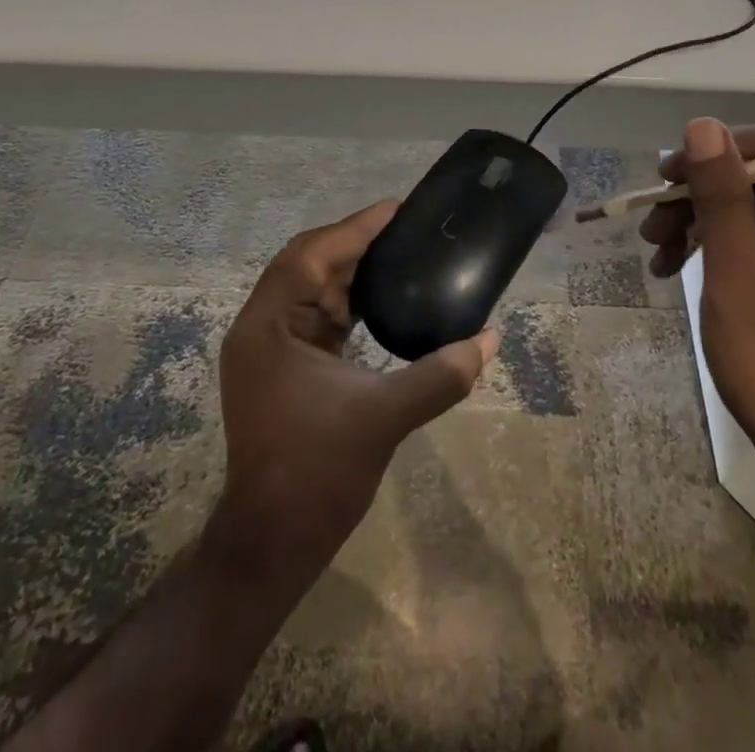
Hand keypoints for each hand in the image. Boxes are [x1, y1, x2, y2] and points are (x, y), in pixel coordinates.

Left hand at [211, 201, 497, 581]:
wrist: (272, 545)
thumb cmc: (316, 474)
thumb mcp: (384, 418)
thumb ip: (440, 374)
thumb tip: (491, 338)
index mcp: (269, 326)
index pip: (310, 255)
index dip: (355, 228)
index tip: (397, 208)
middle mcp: (263, 327)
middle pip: (308, 264)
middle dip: (355, 243)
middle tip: (406, 228)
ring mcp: (270, 350)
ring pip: (312, 289)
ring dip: (353, 270)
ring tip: (402, 252)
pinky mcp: (285, 369)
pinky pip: (317, 316)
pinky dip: (349, 301)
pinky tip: (383, 298)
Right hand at [642, 119, 754, 498]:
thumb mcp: (738, 277)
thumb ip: (722, 199)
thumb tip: (703, 126)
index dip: (716, 151)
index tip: (667, 179)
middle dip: (698, 193)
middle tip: (650, 223)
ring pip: (749, 205)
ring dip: (697, 219)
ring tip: (655, 252)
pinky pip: (754, 236)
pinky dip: (713, 243)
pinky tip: (674, 267)